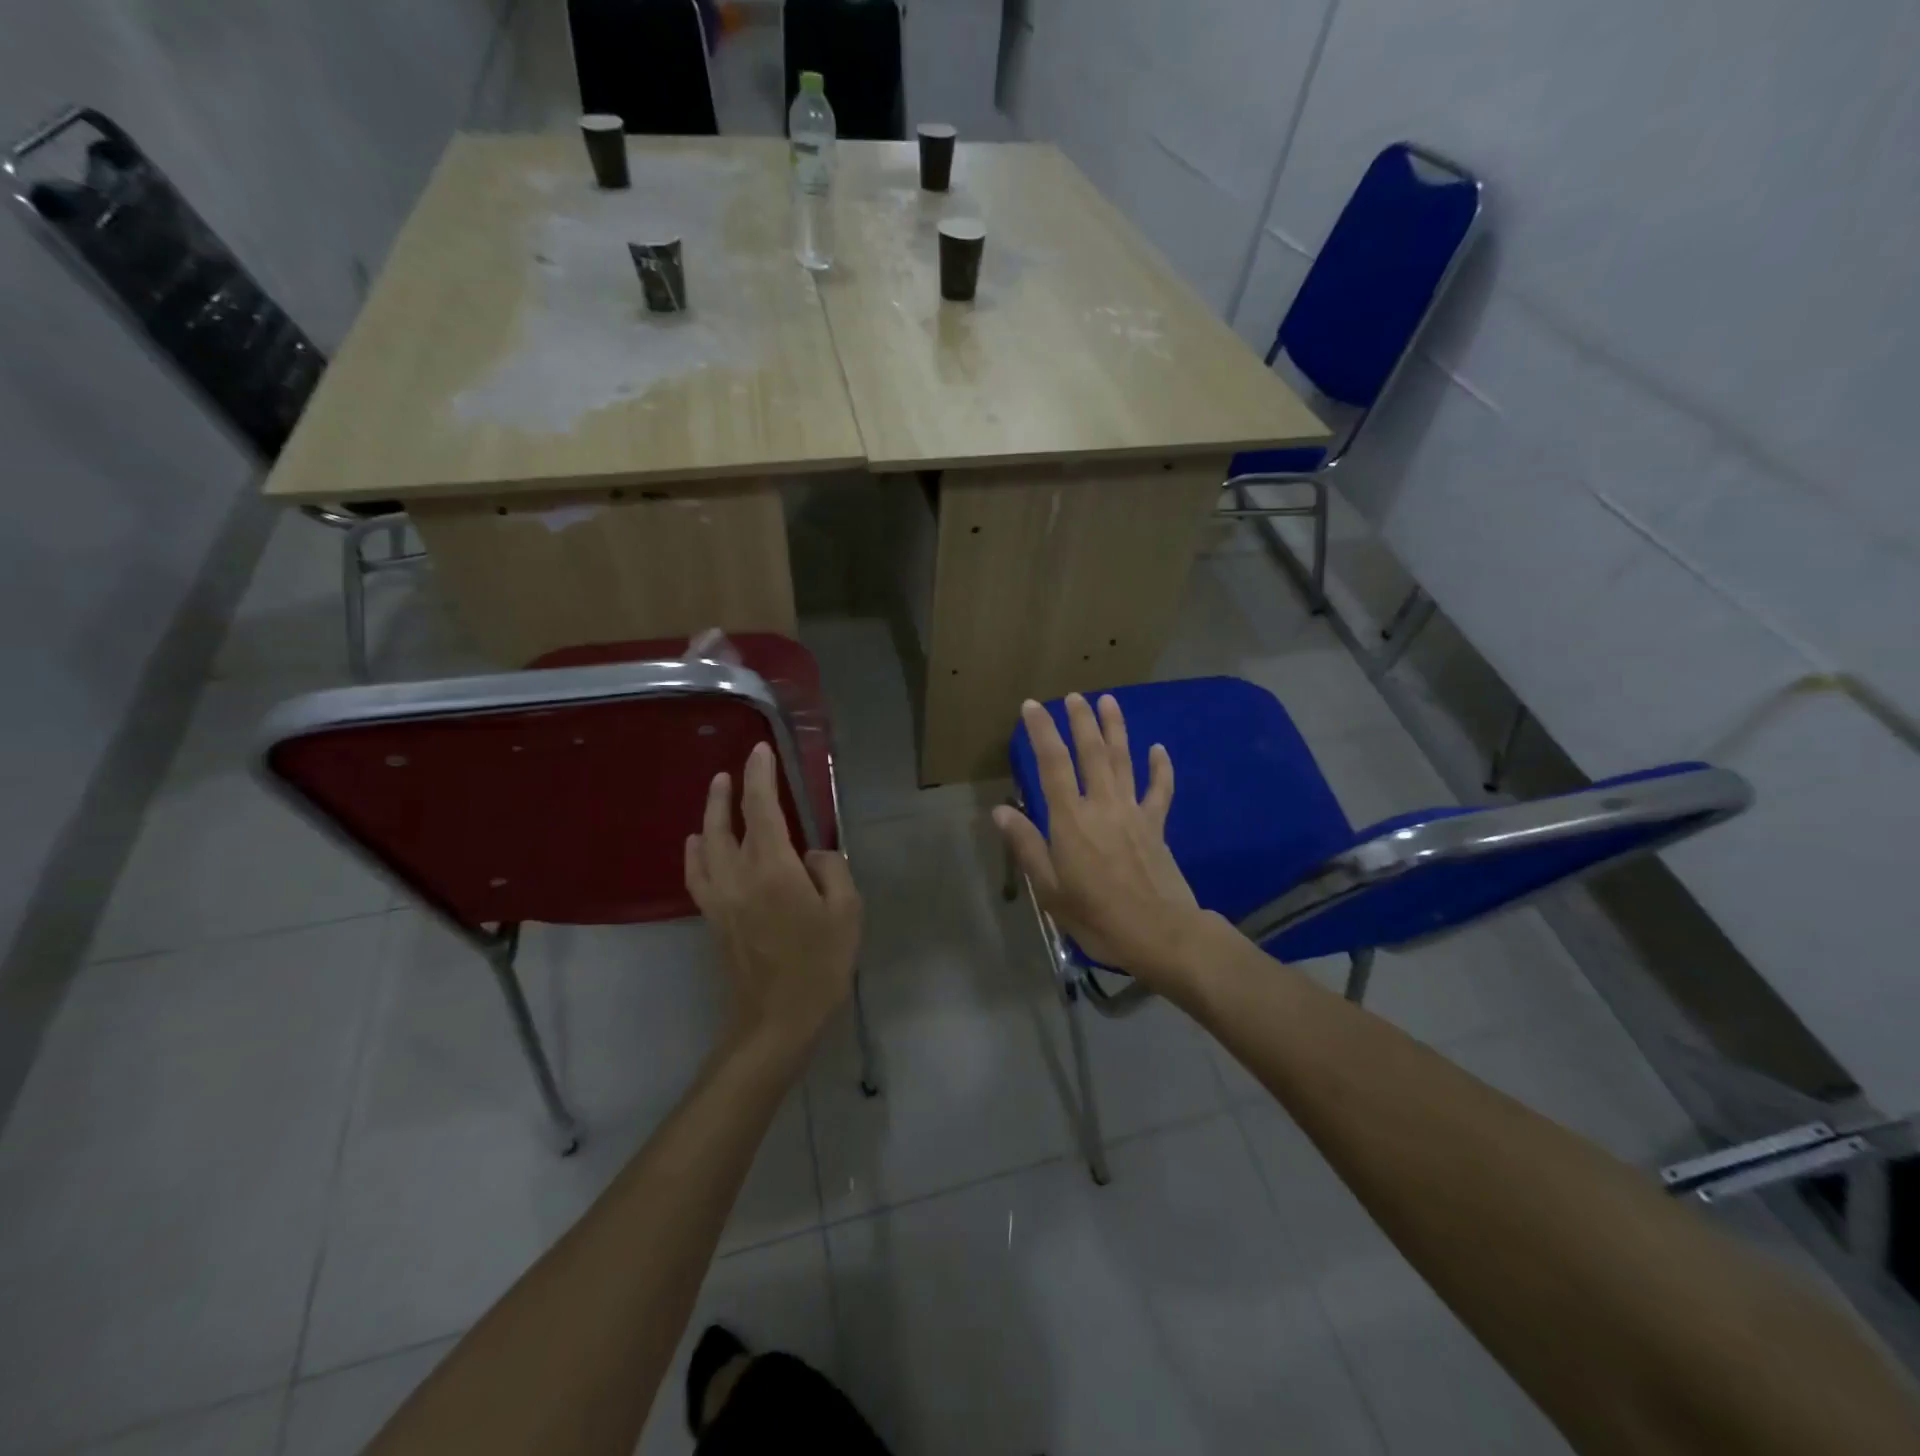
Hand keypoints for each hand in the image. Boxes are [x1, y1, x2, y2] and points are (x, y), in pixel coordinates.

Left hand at [686, 742, 861, 1062]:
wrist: (776, 1019)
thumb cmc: (820, 964)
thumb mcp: (847, 911)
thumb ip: (830, 869)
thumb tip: (810, 854)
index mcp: (773, 868)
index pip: (762, 808)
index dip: (760, 775)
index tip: (761, 751)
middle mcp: (739, 874)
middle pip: (727, 821)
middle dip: (732, 789)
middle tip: (739, 766)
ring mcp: (720, 896)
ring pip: (706, 843)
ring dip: (711, 813)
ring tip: (717, 790)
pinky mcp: (713, 916)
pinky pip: (697, 873)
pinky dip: (694, 852)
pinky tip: (696, 843)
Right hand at [993, 694, 1213, 991]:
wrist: (1160, 933)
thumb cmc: (1097, 916)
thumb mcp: (1050, 889)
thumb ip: (1027, 846)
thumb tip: (1001, 811)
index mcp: (1071, 820)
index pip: (1053, 765)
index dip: (1041, 732)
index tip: (1032, 706)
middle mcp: (1102, 805)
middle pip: (1091, 753)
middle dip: (1081, 721)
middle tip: (1074, 695)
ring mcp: (1133, 812)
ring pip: (1123, 761)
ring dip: (1116, 729)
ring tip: (1109, 701)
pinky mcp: (1156, 825)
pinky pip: (1159, 790)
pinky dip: (1160, 767)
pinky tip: (1159, 748)